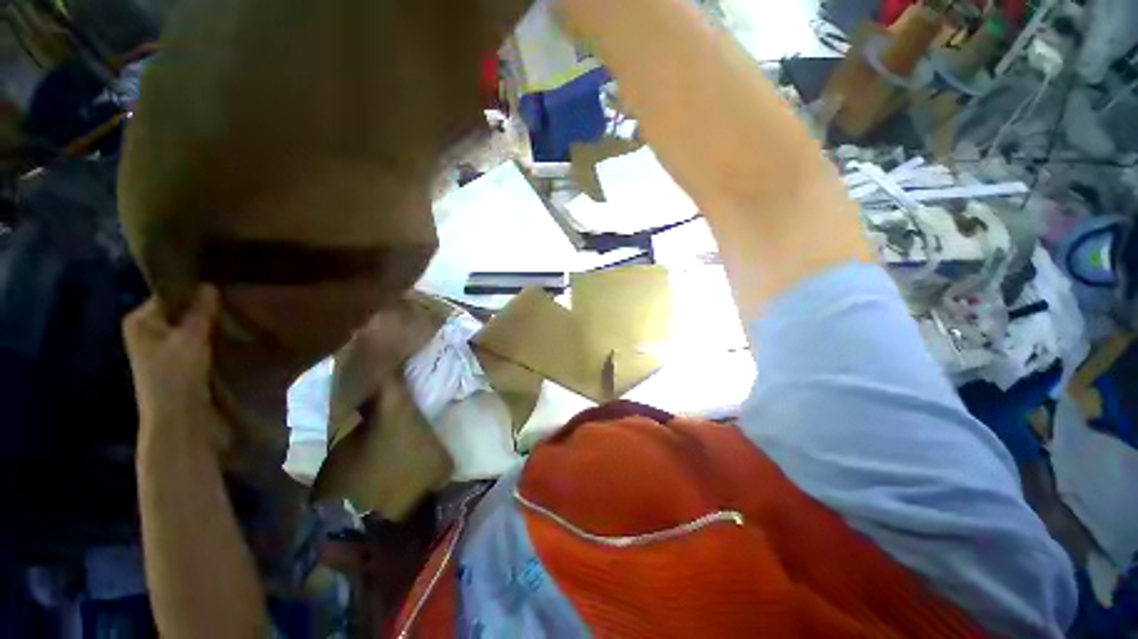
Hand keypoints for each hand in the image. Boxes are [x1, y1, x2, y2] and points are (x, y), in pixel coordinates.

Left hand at [124, 285, 226, 451]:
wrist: (177, 420)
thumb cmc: (176, 376)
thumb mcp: (191, 339)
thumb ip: (200, 311)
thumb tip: (209, 285)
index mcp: (140, 320)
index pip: (169, 294)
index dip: (194, 291)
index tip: (222, 288)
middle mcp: (145, 331)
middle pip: (179, 312)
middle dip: (203, 309)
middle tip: (232, 303)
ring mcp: (159, 350)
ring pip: (188, 329)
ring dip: (208, 326)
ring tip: (233, 319)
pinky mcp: (175, 364)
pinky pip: (193, 343)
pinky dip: (208, 340)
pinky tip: (227, 338)